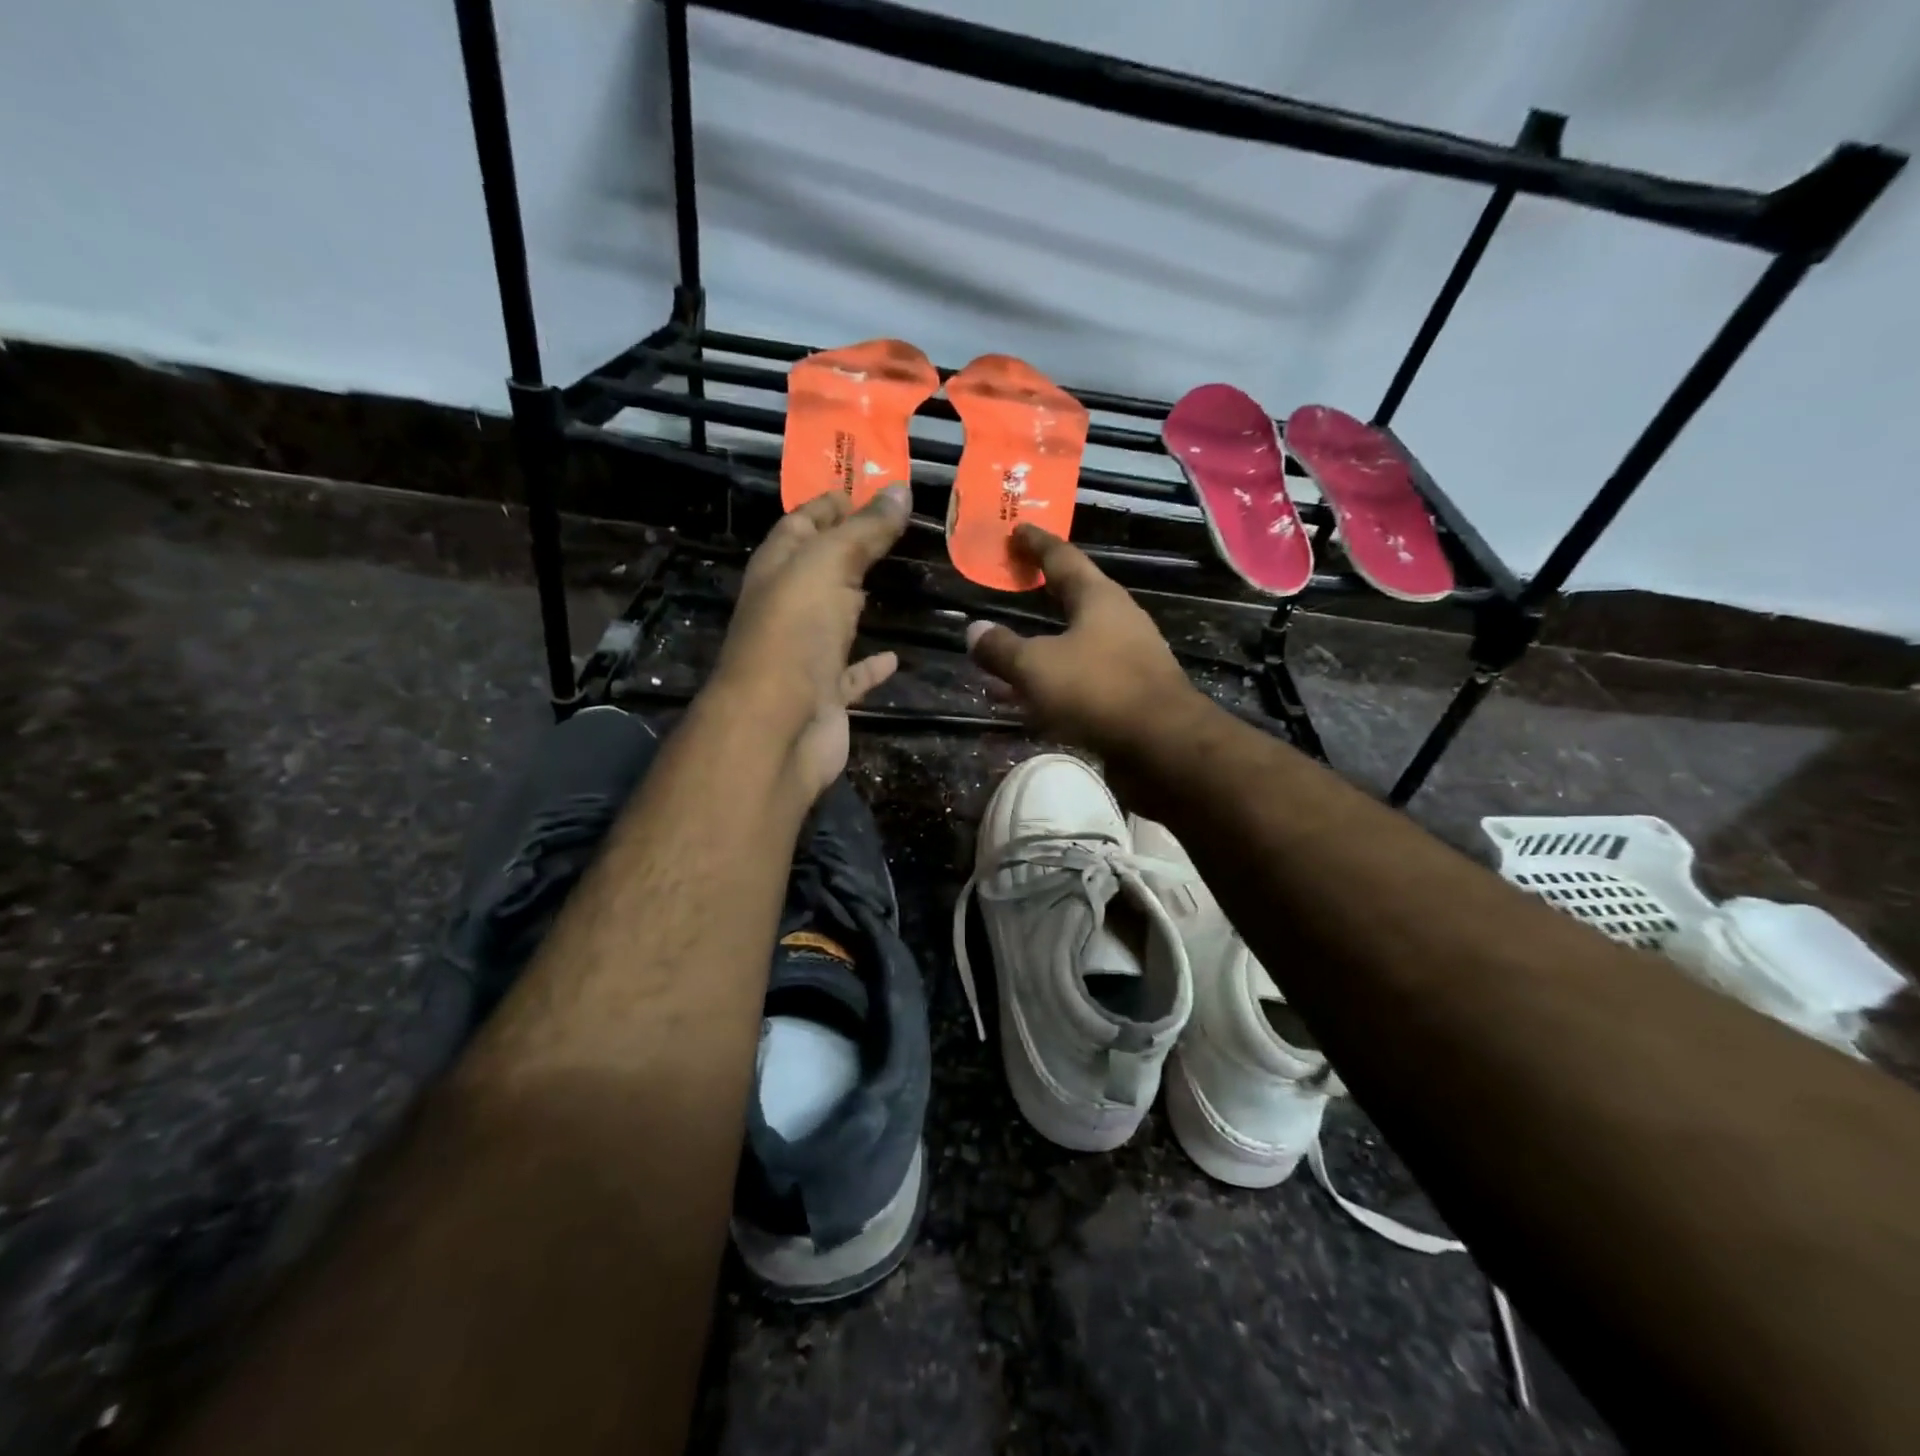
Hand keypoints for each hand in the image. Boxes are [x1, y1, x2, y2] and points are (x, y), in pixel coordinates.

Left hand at [710, 486, 910, 796]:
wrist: (778, 727)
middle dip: (848, 548)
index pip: (801, 523)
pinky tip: (895, 657)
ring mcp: (804, 654)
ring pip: (834, 618)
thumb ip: (865, 530)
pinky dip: (872, 664)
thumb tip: (899, 489)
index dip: (829, 504)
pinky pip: (852, 672)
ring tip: (894, 582)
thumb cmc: (795, 633)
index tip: (865, 487)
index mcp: (777, 569)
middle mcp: (786, 608)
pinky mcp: (825, 693)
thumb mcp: (829, 565)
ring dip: (856, 602)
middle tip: (892, 529)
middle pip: (818, 569)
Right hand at [965, 525, 1199, 758]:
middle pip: (1073, 598)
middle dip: (1041, 592)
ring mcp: (1127, 659)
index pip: (1062, 557)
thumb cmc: (1097, 690)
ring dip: (1040, 650)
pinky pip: (1080, 680)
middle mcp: (1118, 621)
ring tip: (1004, 660)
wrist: (1162, 747)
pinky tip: (1028, 704)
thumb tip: (974, 631)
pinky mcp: (1129, 694)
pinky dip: (1052, 684)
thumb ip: (1002, 649)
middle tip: (1014, 582)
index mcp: (1098, 599)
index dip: (1036, 543)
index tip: (1017, 529)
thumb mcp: (1036, 667)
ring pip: (1074, 645)